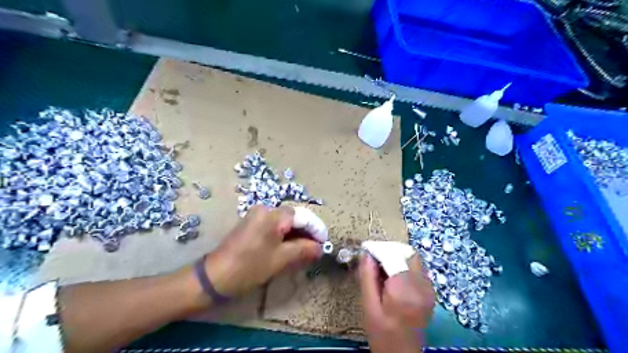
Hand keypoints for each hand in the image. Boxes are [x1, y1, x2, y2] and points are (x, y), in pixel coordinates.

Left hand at [205, 205, 323, 298]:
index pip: (302, 216)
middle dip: (307, 232)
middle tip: (316, 249)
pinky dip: (285, 236)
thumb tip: (320, 248)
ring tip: (306, 251)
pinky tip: (290, 248)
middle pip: (293, 218)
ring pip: (284, 223)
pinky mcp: (252, 225)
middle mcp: (265, 209)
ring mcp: (256, 216)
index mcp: (273, 214)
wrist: (215, 277)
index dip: (316, 229)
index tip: (325, 243)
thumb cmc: (250, 266)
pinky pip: (274, 227)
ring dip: (296, 235)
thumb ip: (304, 249)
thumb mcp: (281, 259)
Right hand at [361, 253, 434, 352]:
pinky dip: (404, 266)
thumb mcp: (369, 305)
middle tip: (374, 258)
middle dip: (389, 251)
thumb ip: (368, 277)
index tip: (366, 249)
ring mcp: (429, 289)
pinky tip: (393, 277)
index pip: (393, 256)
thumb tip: (366, 254)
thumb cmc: (382, 334)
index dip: (378, 249)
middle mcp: (421, 286)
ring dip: (397, 257)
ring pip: (413, 259)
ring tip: (382, 268)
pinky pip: (417, 269)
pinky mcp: (430, 292)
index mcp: (404, 290)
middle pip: (407, 253)